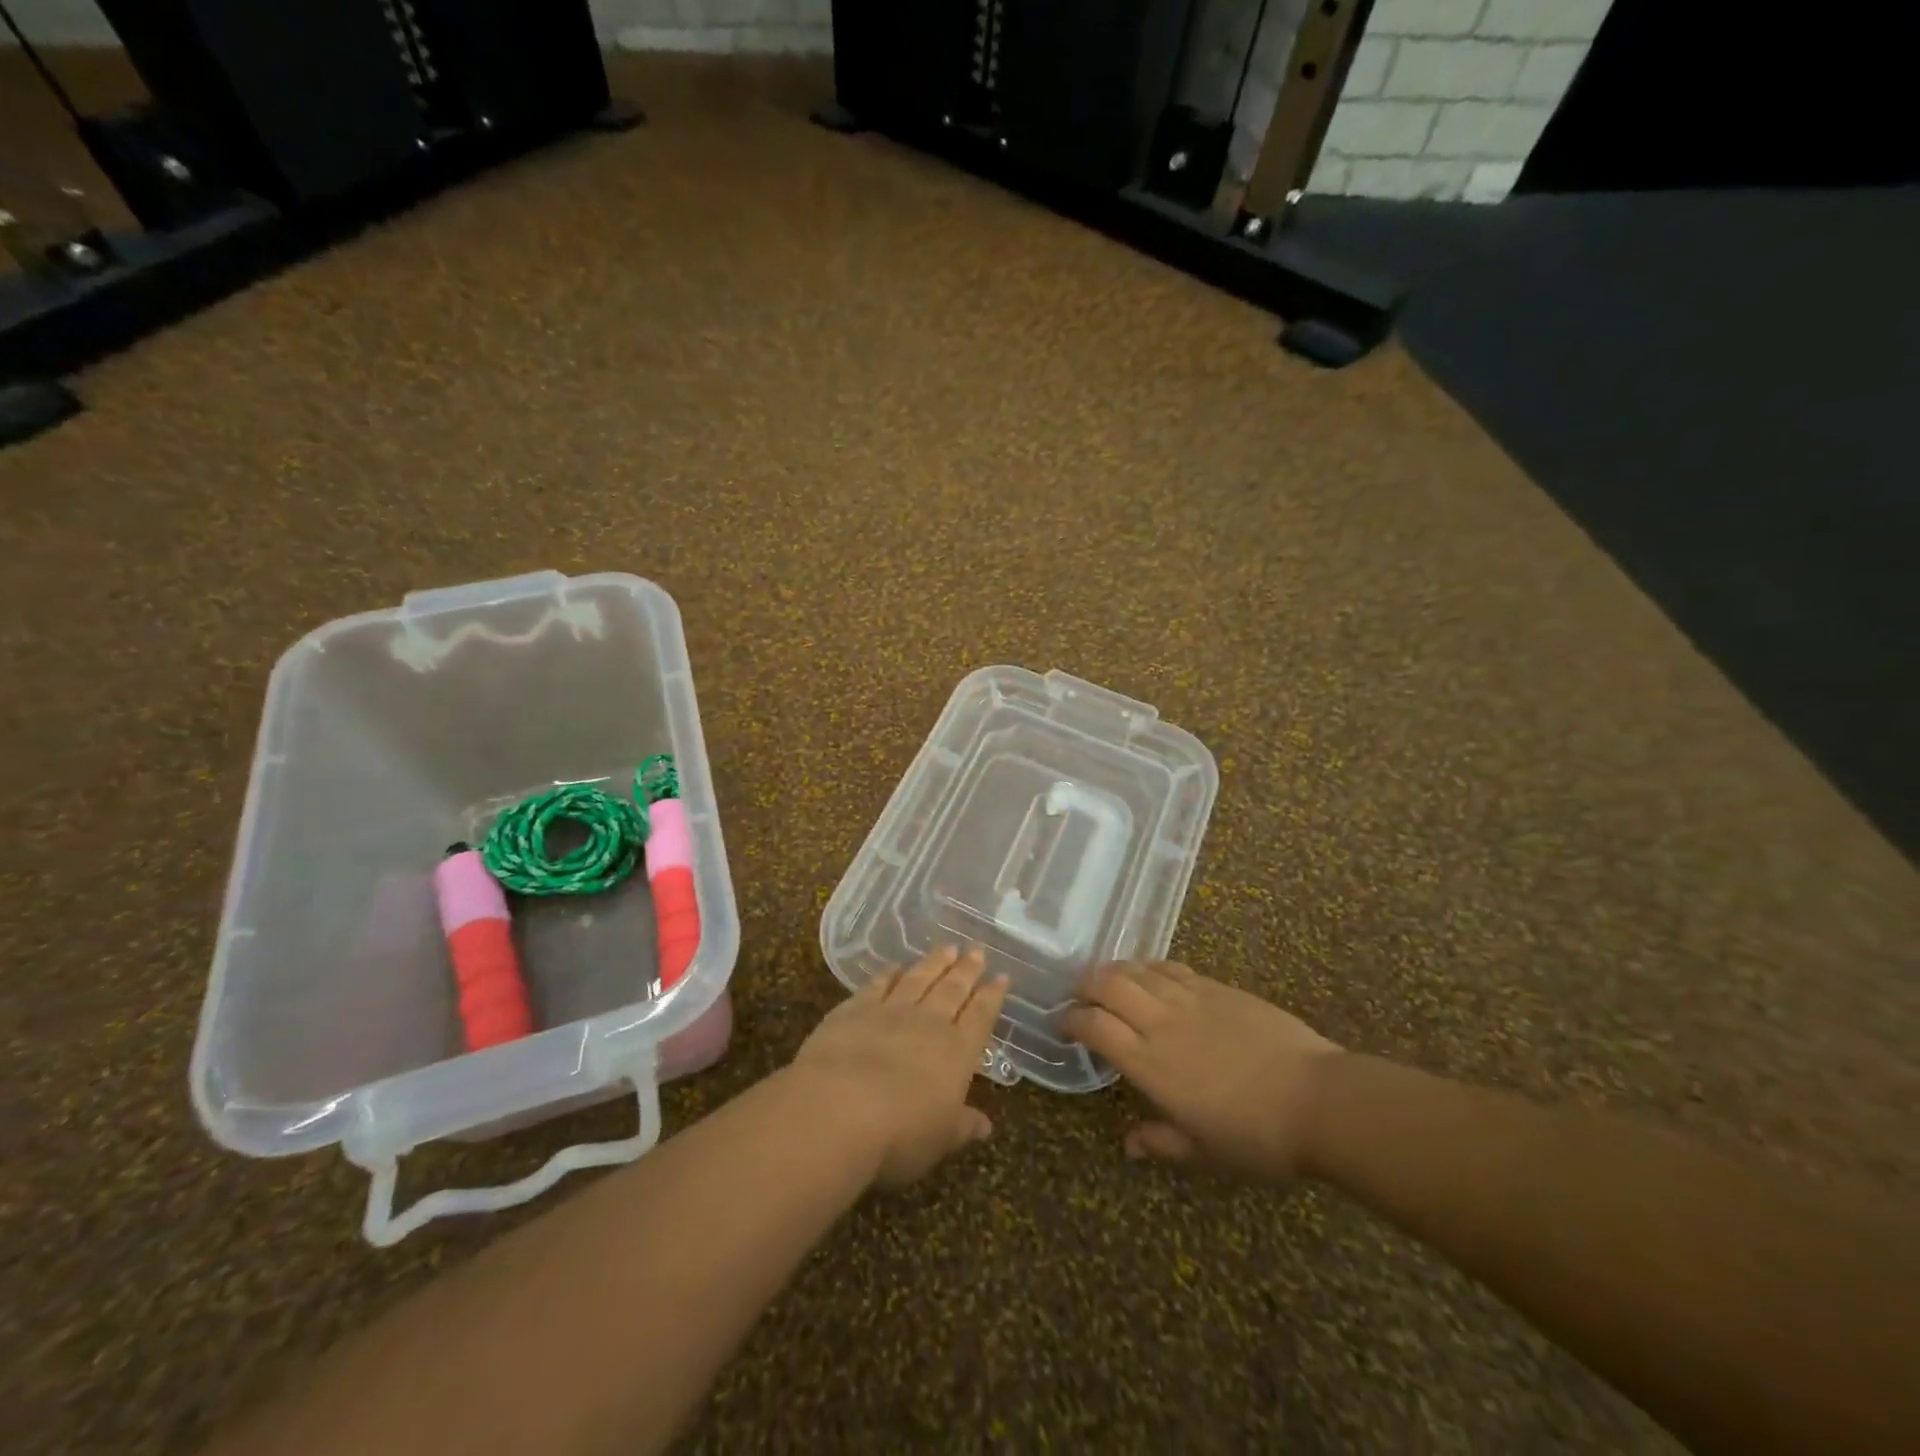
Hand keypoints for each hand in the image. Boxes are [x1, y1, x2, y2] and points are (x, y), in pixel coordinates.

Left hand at [793, 945, 1008, 1188]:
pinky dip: (888, 974)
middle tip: (977, 950)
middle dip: (967, 970)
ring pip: (918, 979)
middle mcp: (928, 1023)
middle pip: (952, 989)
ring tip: (947, 947)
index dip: (992, 996)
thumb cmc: (900, 1134)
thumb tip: (986, 1126)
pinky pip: (877, 986)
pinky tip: (895, 966)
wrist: (838, 1110)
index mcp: (957, 1051)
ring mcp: (889, 1011)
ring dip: (934, 963)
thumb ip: (963, 1126)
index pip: (981, 1016)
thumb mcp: (940, 1139)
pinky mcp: (853, 1010)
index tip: (1002, 976)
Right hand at [1060, 962, 1342, 1180]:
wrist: (1317, 1100)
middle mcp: (1161, 1022)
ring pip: (1138, 969)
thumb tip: (1128, 1145)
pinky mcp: (1218, 987)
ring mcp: (1191, 999)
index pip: (1094, 1026)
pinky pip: (1173, 968)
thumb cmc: (1256, 1137)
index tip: (1062, 1025)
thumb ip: (1160, 1143)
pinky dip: (1151, 968)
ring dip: (1115, 970)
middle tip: (1079, 996)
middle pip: (1108, 984)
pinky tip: (1152, 975)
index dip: (1071, 1020)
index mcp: (1149, 1063)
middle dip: (1085, 985)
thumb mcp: (1203, 1153)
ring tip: (1109, 980)